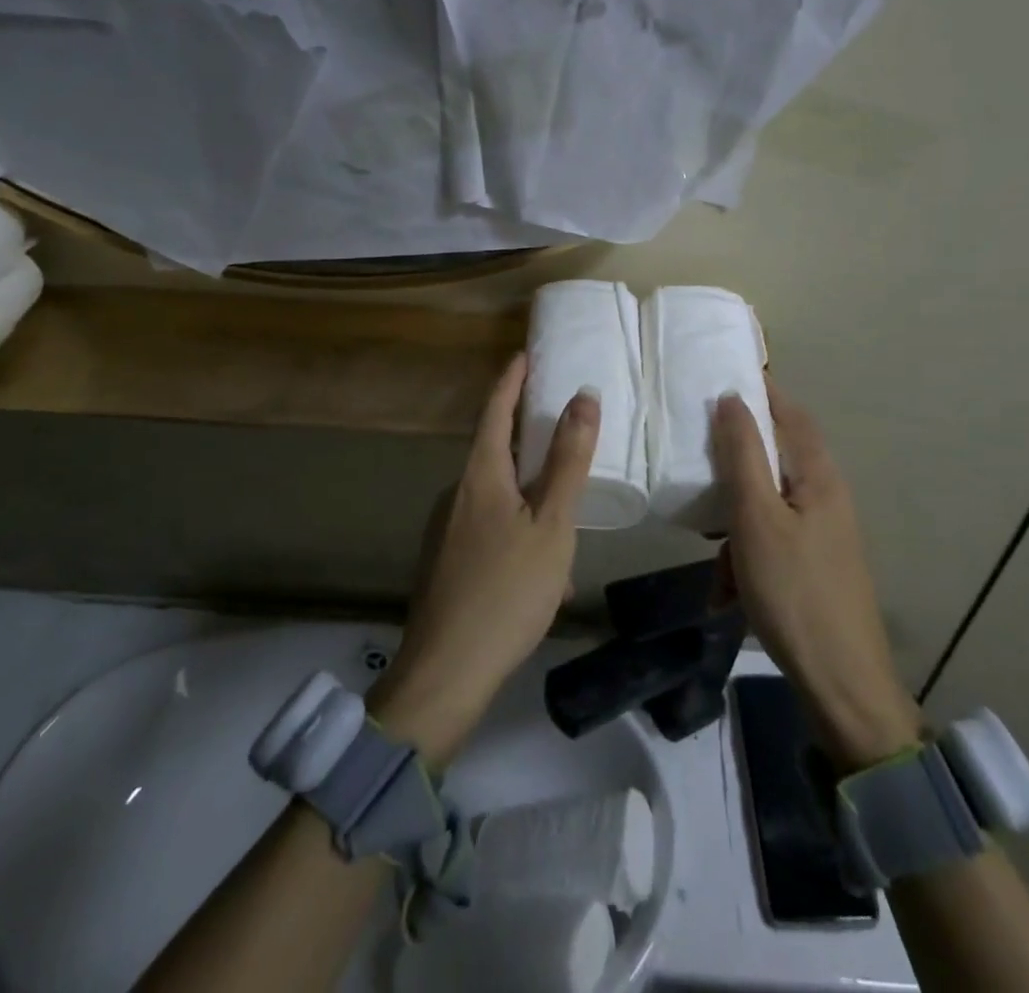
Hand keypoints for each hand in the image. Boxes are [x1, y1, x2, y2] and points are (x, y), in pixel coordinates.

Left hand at [369, 353, 597, 764]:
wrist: (445, 674)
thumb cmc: (506, 591)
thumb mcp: (551, 524)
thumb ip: (567, 461)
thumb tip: (583, 397)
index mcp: (479, 475)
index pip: (495, 409)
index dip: (511, 379)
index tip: (525, 354)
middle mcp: (456, 494)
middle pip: (494, 451)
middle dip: (527, 439)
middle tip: (562, 432)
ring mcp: (445, 530)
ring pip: (496, 499)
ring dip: (530, 502)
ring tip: (566, 531)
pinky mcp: (445, 563)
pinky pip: (488, 531)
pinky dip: (518, 536)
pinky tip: (543, 579)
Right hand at [713, 380, 923, 771]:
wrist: (842, 684)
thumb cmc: (794, 590)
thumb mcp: (756, 517)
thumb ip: (742, 454)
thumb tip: (731, 397)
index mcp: (818, 475)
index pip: (789, 411)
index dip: (759, 390)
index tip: (718, 377)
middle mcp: (825, 495)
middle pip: (773, 458)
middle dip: (733, 469)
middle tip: (696, 469)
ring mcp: (822, 532)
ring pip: (765, 505)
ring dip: (734, 525)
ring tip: (714, 560)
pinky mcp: (813, 563)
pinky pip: (770, 541)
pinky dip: (745, 557)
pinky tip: (727, 593)